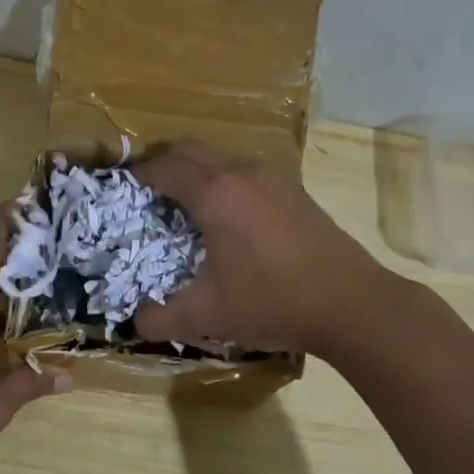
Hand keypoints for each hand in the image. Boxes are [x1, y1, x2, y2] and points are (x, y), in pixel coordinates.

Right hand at [132, 140, 386, 354]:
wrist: (352, 304)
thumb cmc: (272, 302)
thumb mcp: (208, 315)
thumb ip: (161, 318)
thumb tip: (133, 323)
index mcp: (215, 193)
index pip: (164, 167)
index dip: (138, 175)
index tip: (122, 191)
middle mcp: (242, 173)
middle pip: (190, 149)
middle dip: (163, 164)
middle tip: (147, 195)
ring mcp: (273, 178)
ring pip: (221, 157)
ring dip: (196, 171)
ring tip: (184, 207)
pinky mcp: (294, 191)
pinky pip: (246, 171)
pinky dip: (224, 181)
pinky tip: (228, 219)